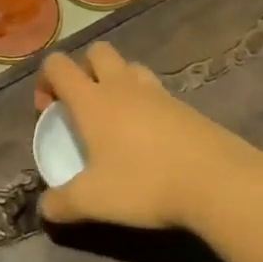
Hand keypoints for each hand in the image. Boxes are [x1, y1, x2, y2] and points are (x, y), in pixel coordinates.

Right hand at [35, 42, 262, 229]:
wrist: (217, 182)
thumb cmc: (144, 183)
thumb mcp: (93, 201)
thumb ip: (62, 203)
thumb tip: (45, 209)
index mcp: (92, 100)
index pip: (58, 65)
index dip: (46, 79)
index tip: (49, 110)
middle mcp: (122, 86)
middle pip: (98, 52)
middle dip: (84, 69)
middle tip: (84, 106)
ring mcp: (158, 93)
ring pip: (130, 67)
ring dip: (117, 81)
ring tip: (117, 118)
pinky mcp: (186, 107)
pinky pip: (157, 92)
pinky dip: (146, 103)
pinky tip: (150, 138)